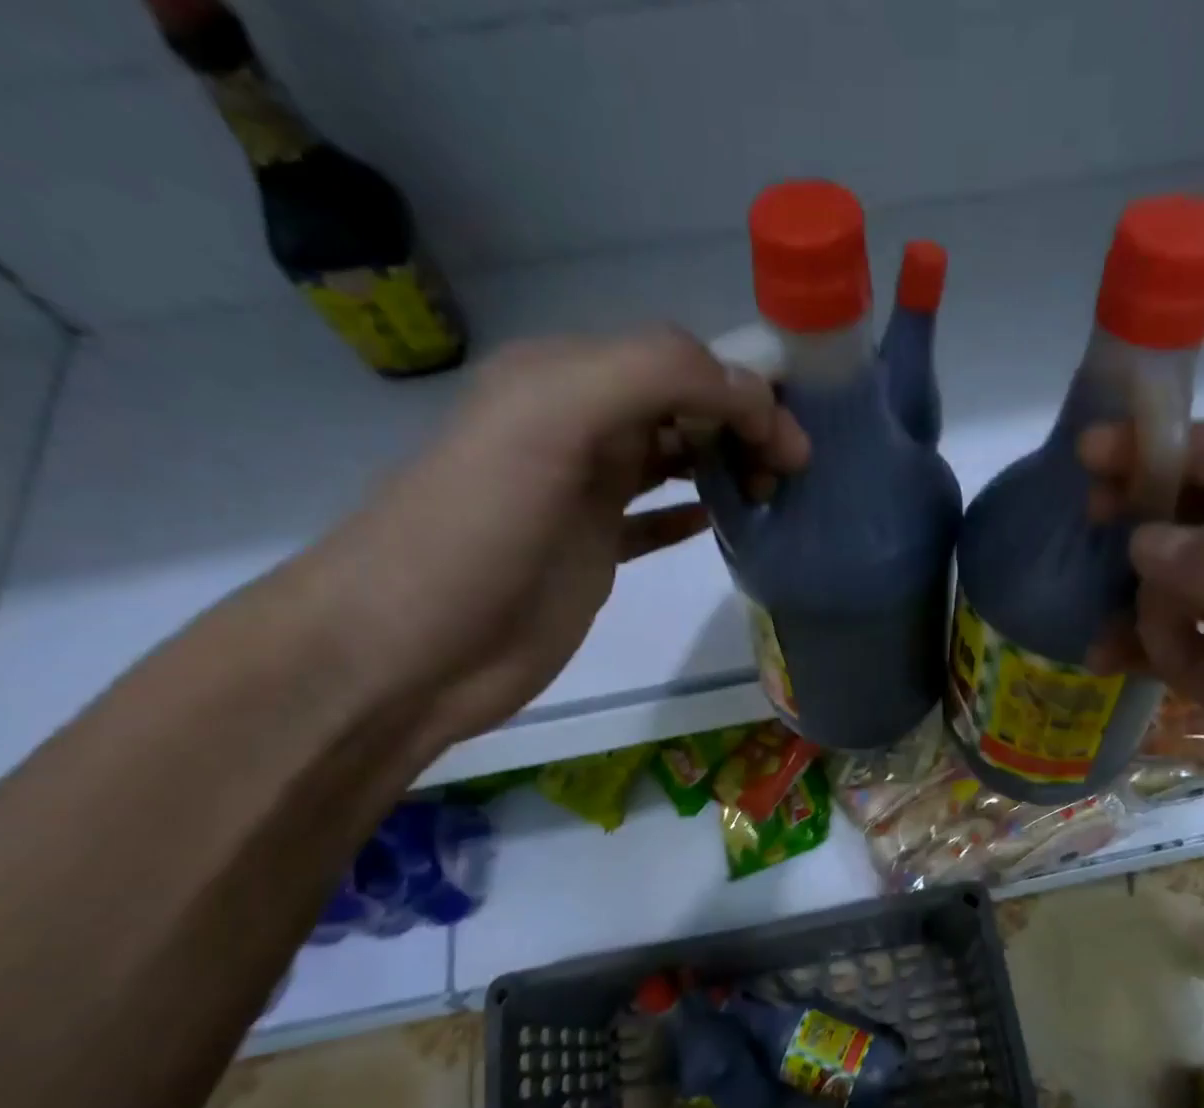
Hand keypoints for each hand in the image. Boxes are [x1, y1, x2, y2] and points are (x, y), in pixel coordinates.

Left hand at [308, 329, 808, 751]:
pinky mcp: (593, 552)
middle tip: (790, 474)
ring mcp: (585, 494)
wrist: (412, 649)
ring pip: (675, 459)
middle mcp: (577, 427)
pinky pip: (657, 520)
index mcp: (564, 380)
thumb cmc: (480, 532)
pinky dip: (694, 514)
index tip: (791, 444)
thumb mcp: (551, 421)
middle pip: (682, 406)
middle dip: (744, 427)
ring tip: (773, 495)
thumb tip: (748, 396)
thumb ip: (650, 378)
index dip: (742, 390)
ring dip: (728, 465)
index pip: (678, 362)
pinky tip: (727, 525)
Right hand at [1084, 421, 1203, 964]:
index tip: (1093, 451)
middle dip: (1149, 511)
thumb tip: (1141, 545)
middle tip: (1084, 521)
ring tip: (1093, 610)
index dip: (1174, 448)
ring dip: (1137, 587)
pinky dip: (1139, 645)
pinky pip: (1177, 650)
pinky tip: (1102, 658)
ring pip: (1186, 584)